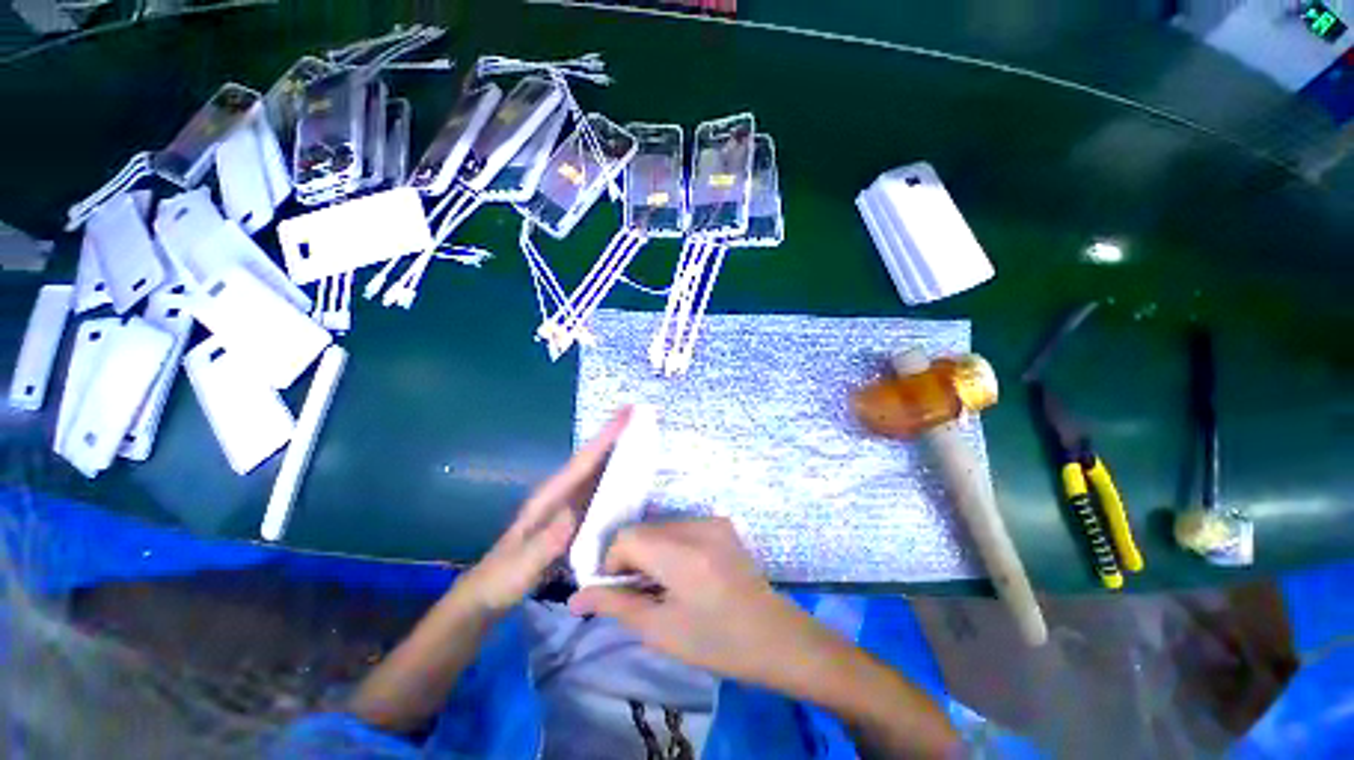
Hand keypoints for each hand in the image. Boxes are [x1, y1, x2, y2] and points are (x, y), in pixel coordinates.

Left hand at [458, 407, 632, 614]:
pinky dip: (615, 476)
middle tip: (640, 415)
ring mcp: (568, 503)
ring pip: (597, 470)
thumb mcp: (524, 564)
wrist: (489, 593)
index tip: (627, 413)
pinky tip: (631, 477)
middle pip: (593, 457)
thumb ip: (547, 541)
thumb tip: (576, 513)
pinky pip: (600, 490)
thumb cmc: (505, 576)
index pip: (584, 460)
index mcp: (551, 496)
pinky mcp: (574, 515)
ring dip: (617, 451)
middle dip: (615, 435)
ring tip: (641, 435)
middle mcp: (562, 492)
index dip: (606, 437)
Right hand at [569, 518, 845, 691]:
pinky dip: (670, 544)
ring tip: (662, 582)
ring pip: (660, 525)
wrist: (774, 636)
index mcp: (683, 555)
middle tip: (639, 590)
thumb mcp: (661, 631)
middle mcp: (697, 527)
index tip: (618, 590)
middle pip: (643, 529)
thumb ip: (616, 607)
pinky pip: (681, 525)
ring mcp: (712, 521)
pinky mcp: (721, 523)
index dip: (612, 561)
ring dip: (650, 549)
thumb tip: (575, 599)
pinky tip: (683, 570)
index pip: (627, 536)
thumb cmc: (716, 642)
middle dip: (631, 556)